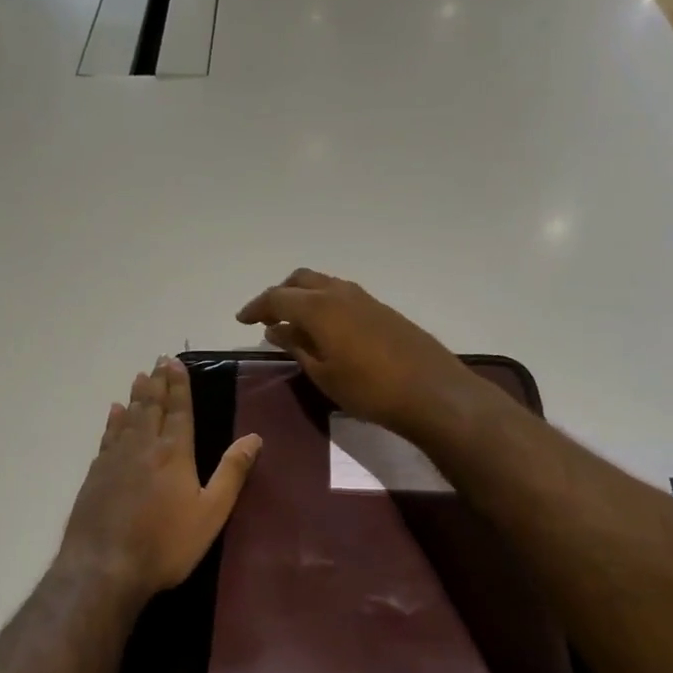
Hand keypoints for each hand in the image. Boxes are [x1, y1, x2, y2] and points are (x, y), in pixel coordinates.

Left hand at [58, 357, 262, 602]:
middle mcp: (143, 447)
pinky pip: (107, 437)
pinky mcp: (95, 475)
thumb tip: (254, 436)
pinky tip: (114, 412)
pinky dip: (113, 421)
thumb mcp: (211, 512)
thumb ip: (232, 472)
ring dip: (136, 396)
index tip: (176, 362)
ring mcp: (115, 459)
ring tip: (140, 377)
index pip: (179, 411)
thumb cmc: (166, 543)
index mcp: (174, 453)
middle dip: (158, 383)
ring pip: (128, 418)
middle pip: (151, 407)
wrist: (104, 567)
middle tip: (159, 360)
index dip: (179, 386)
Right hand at [236, 269, 480, 435]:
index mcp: (319, 307)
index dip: (256, 308)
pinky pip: (342, 296)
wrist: (430, 392)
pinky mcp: (382, 309)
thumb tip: (276, 329)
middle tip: (267, 318)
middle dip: (280, 295)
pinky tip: (325, 330)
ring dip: (304, 297)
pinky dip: (324, 304)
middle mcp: (340, 293)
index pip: (277, 297)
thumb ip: (297, 346)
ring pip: (323, 285)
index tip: (242, 321)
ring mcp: (365, 298)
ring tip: (294, 324)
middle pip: (300, 280)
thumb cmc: (368, 389)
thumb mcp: (323, 374)